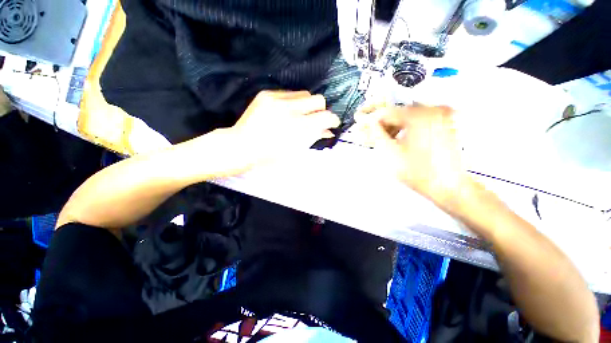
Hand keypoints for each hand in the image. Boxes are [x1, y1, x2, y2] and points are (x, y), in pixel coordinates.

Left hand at [209, 90, 339, 173]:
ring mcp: (276, 99)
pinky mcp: (266, 94)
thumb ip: (314, 137)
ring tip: (298, 116)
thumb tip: (328, 131)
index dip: (332, 120)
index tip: (331, 123)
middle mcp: (289, 109)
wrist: (242, 146)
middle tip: (315, 119)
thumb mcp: (295, 151)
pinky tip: (285, 112)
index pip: (325, 117)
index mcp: (297, 128)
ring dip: (307, 105)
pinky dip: (293, 103)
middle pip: (318, 99)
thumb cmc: (270, 155)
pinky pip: (289, 93)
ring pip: (305, 94)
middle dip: (321, 110)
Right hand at [354, 105, 472, 211]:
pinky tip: (398, 140)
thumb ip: (376, 134)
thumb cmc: (417, 172)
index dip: (371, 120)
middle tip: (370, 136)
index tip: (361, 126)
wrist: (449, 187)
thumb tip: (366, 122)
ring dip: (392, 128)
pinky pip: (418, 122)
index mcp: (419, 115)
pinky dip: (405, 129)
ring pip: (407, 118)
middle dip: (382, 125)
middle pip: (398, 113)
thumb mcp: (390, 153)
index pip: (387, 112)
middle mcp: (432, 110)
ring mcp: (440, 117)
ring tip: (383, 140)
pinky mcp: (444, 125)